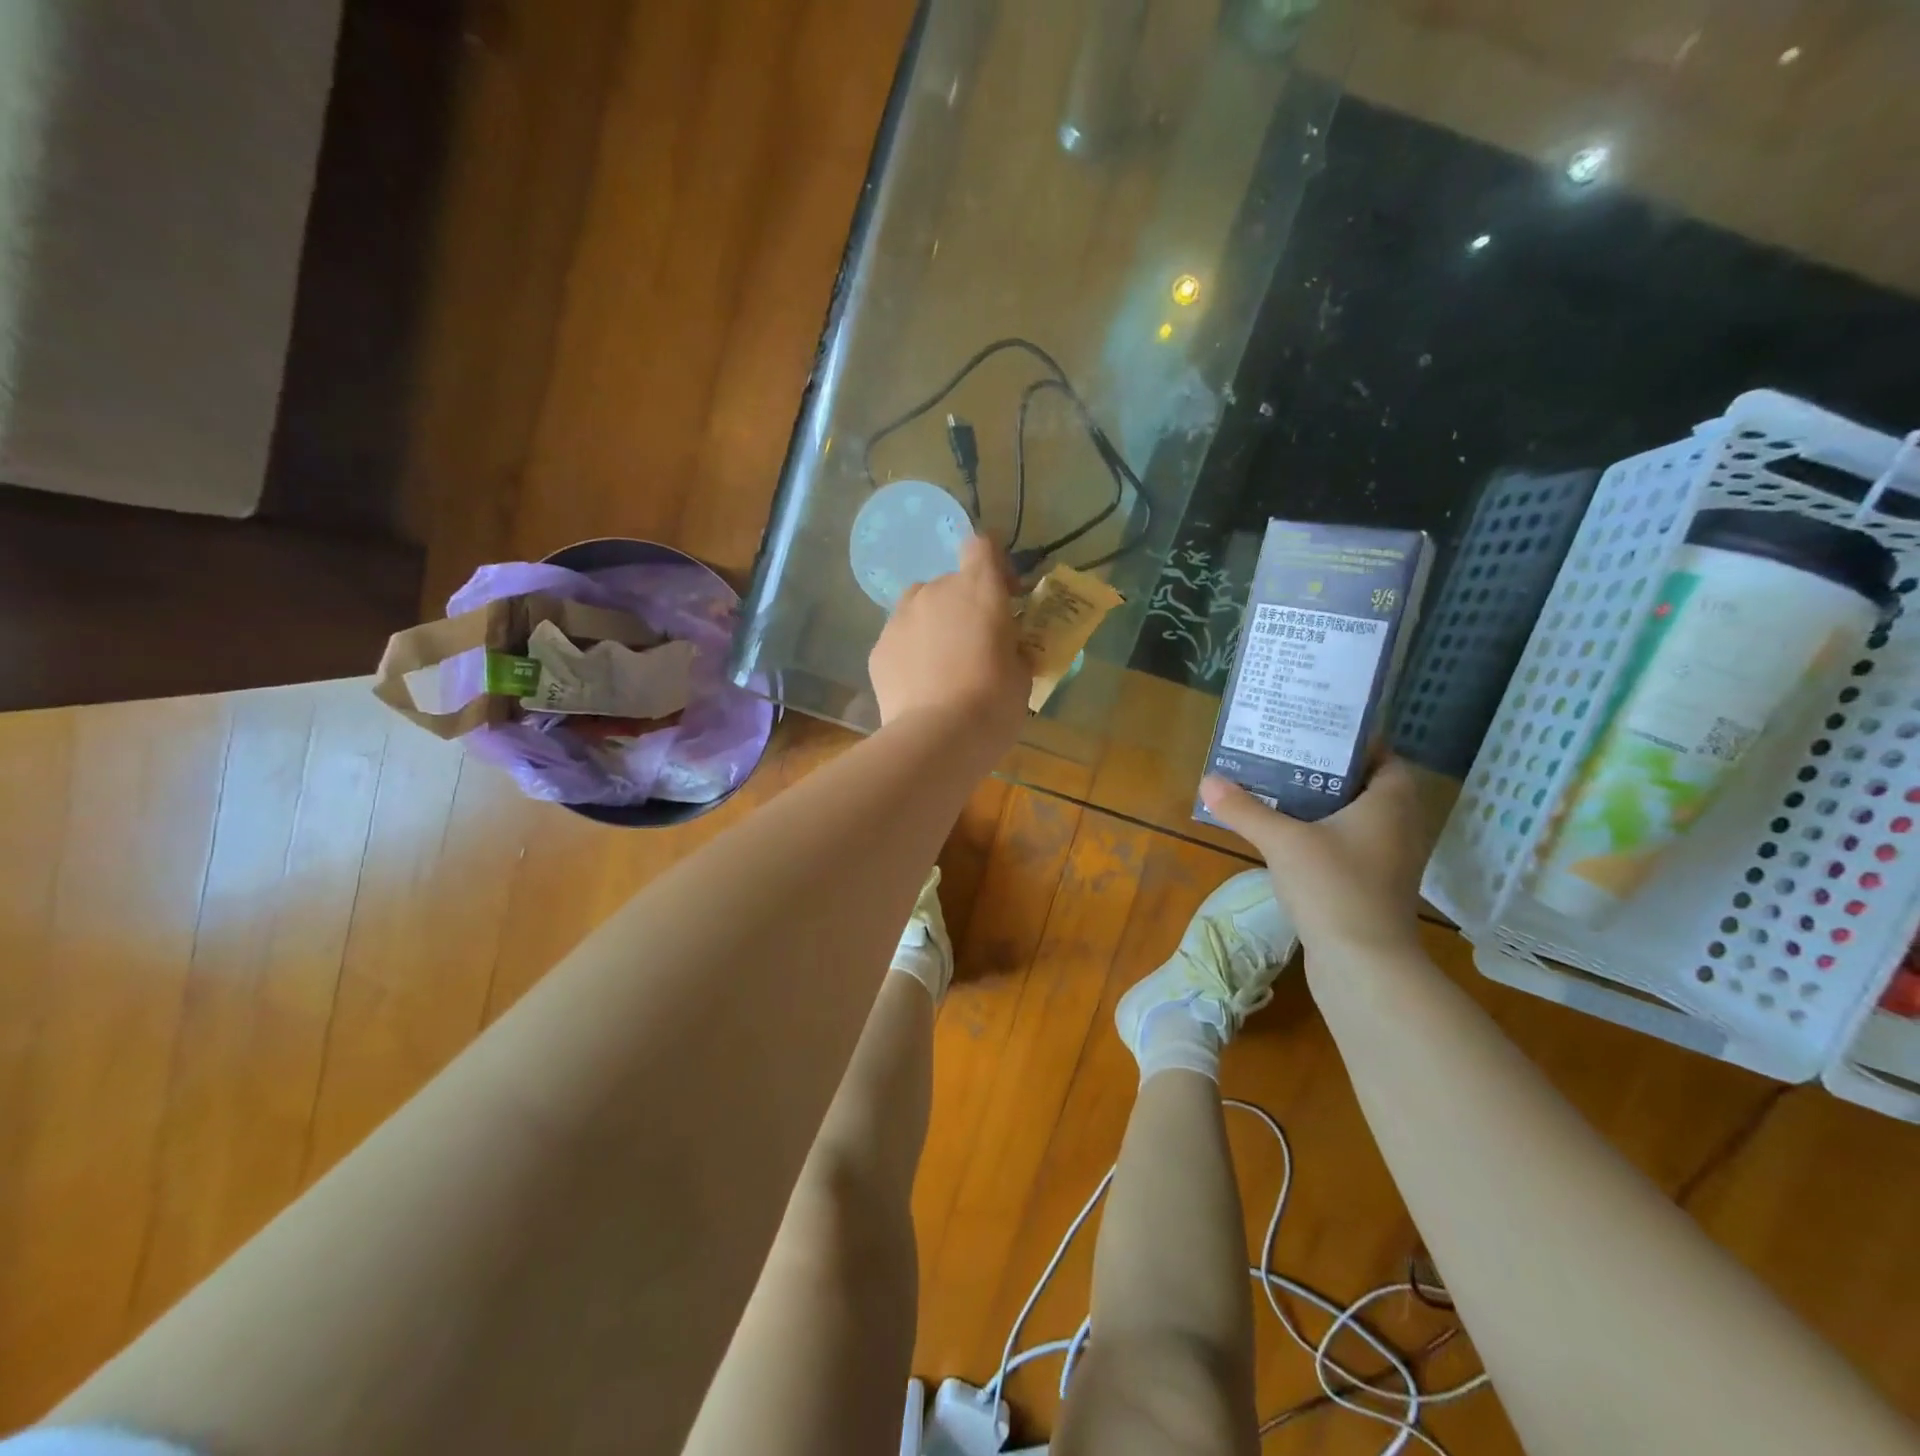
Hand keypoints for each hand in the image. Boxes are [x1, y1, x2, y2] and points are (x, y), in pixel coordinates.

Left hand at [869, 535, 1030, 745]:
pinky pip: (900, 638)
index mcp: (979, 588)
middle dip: (964, 605)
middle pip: (951, 583)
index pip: (982, 546)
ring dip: (933, 624)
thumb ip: (1014, 648)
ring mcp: (900, 618)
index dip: (994, 563)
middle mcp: (935, 591)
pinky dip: (911, 652)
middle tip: (976, 644)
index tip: (1006, 594)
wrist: (936, 739)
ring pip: (920, 608)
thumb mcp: (1022, 674)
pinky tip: (920, 684)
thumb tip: (1008, 648)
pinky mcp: (878, 648)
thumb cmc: (993, 703)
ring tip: (943, 664)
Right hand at [1198, 757, 1428, 955]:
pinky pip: (1350, 846)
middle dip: (1326, 772)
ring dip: (1323, 806)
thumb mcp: (1282, 841)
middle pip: (1365, 786)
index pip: (1383, 757)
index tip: (1311, 733)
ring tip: (1278, 791)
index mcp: (1391, 803)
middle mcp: (1399, 827)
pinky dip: (1324, 836)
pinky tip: (1288, 838)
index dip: (1351, 743)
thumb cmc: (1334, 886)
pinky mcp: (1373, 886)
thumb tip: (1208, 780)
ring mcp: (1389, 860)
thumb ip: (1245, 810)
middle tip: (1284, 757)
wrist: (1363, 965)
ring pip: (1356, 819)